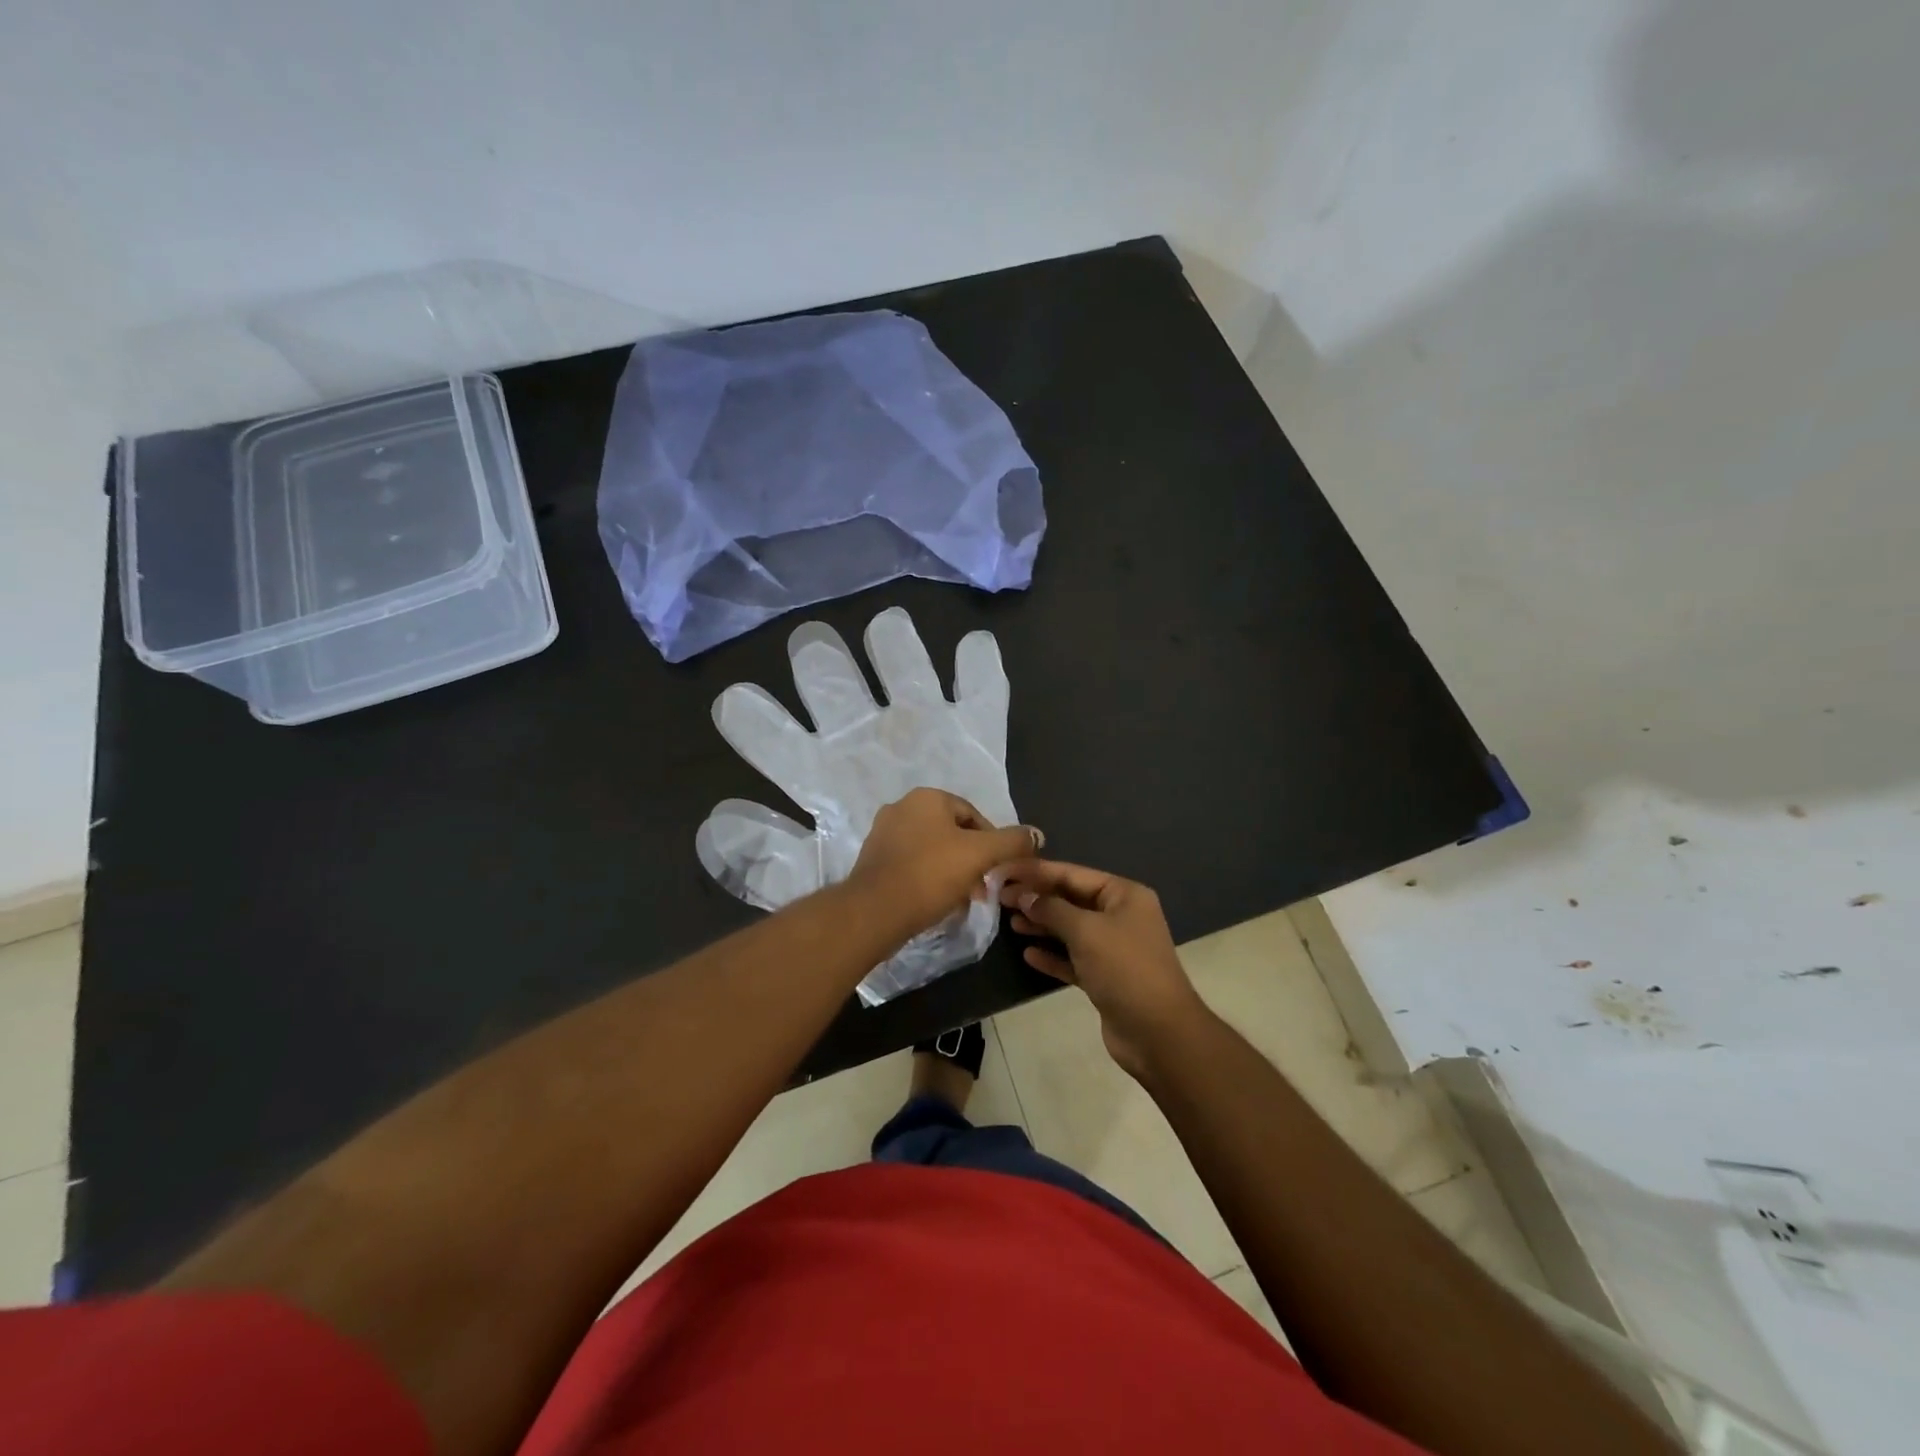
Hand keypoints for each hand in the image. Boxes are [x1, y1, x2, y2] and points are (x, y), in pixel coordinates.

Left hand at [850, 788, 1041, 941]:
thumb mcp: (980, 855)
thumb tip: (1036, 835)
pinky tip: (938, 903)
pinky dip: (929, 879)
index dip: (993, 843)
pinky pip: (912, 865)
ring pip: (933, 850)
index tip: (1000, 871)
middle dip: (972, 860)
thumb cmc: (930, 875)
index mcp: (926, 797)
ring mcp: (883, 834)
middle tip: (984, 888)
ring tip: (964, 900)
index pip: (973, 815)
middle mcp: (902, 807)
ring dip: (953, 872)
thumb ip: (1011, 842)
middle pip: (952, 833)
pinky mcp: (873, 860)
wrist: (874, 911)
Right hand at [1002, 860, 1208, 1077]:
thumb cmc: (1125, 969)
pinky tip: (1028, 954)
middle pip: (1070, 899)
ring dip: (1041, 925)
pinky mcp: (1105, 977)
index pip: (1072, 873)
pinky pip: (1073, 958)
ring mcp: (1113, 948)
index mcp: (1124, 895)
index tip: (1002, 871)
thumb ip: (1051, 909)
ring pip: (1070, 929)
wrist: (1158, 1033)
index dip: (1036, 871)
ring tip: (1010, 922)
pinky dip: (1052, 955)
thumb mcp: (1086, 931)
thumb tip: (1024, 896)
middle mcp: (1120, 916)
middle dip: (1036, 898)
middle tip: (999, 898)